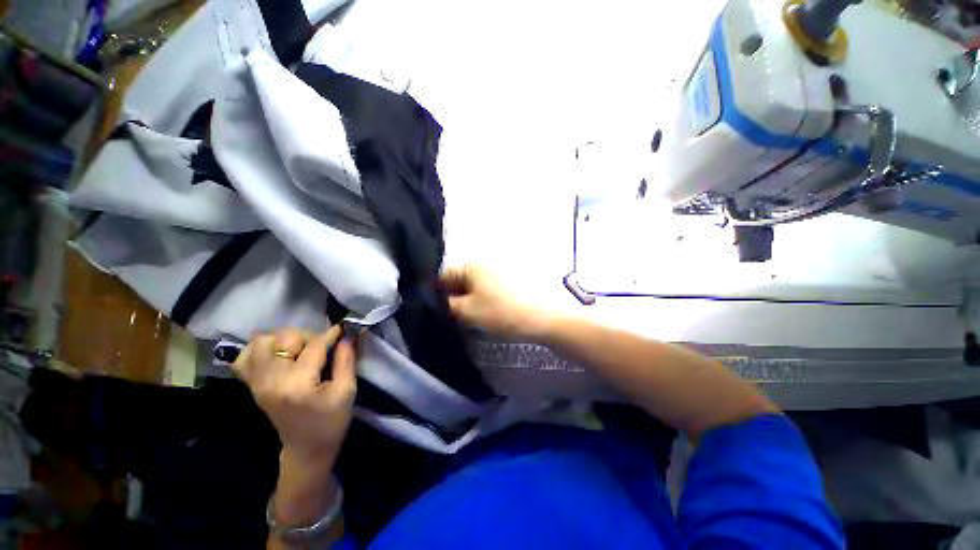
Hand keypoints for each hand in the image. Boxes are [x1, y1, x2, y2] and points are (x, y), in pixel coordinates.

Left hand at [233, 327, 356, 468]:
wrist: (306, 450)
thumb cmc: (331, 421)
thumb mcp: (347, 391)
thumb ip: (347, 360)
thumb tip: (347, 336)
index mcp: (297, 385)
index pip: (314, 346)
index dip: (332, 334)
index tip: (344, 330)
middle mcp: (271, 381)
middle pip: (284, 338)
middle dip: (307, 336)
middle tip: (321, 348)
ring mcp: (257, 383)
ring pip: (261, 341)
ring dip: (283, 340)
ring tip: (299, 351)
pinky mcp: (252, 386)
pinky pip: (244, 357)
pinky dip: (260, 350)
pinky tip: (277, 356)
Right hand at [440, 264, 547, 339]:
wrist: (543, 317)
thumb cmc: (501, 312)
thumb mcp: (468, 312)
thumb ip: (448, 306)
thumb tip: (443, 301)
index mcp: (472, 266)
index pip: (444, 276)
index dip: (437, 292)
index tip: (438, 310)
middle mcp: (485, 263)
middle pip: (462, 279)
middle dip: (455, 297)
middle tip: (455, 317)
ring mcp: (501, 271)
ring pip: (477, 285)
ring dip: (471, 299)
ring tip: (473, 317)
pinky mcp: (513, 280)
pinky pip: (491, 288)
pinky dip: (486, 298)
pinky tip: (490, 312)